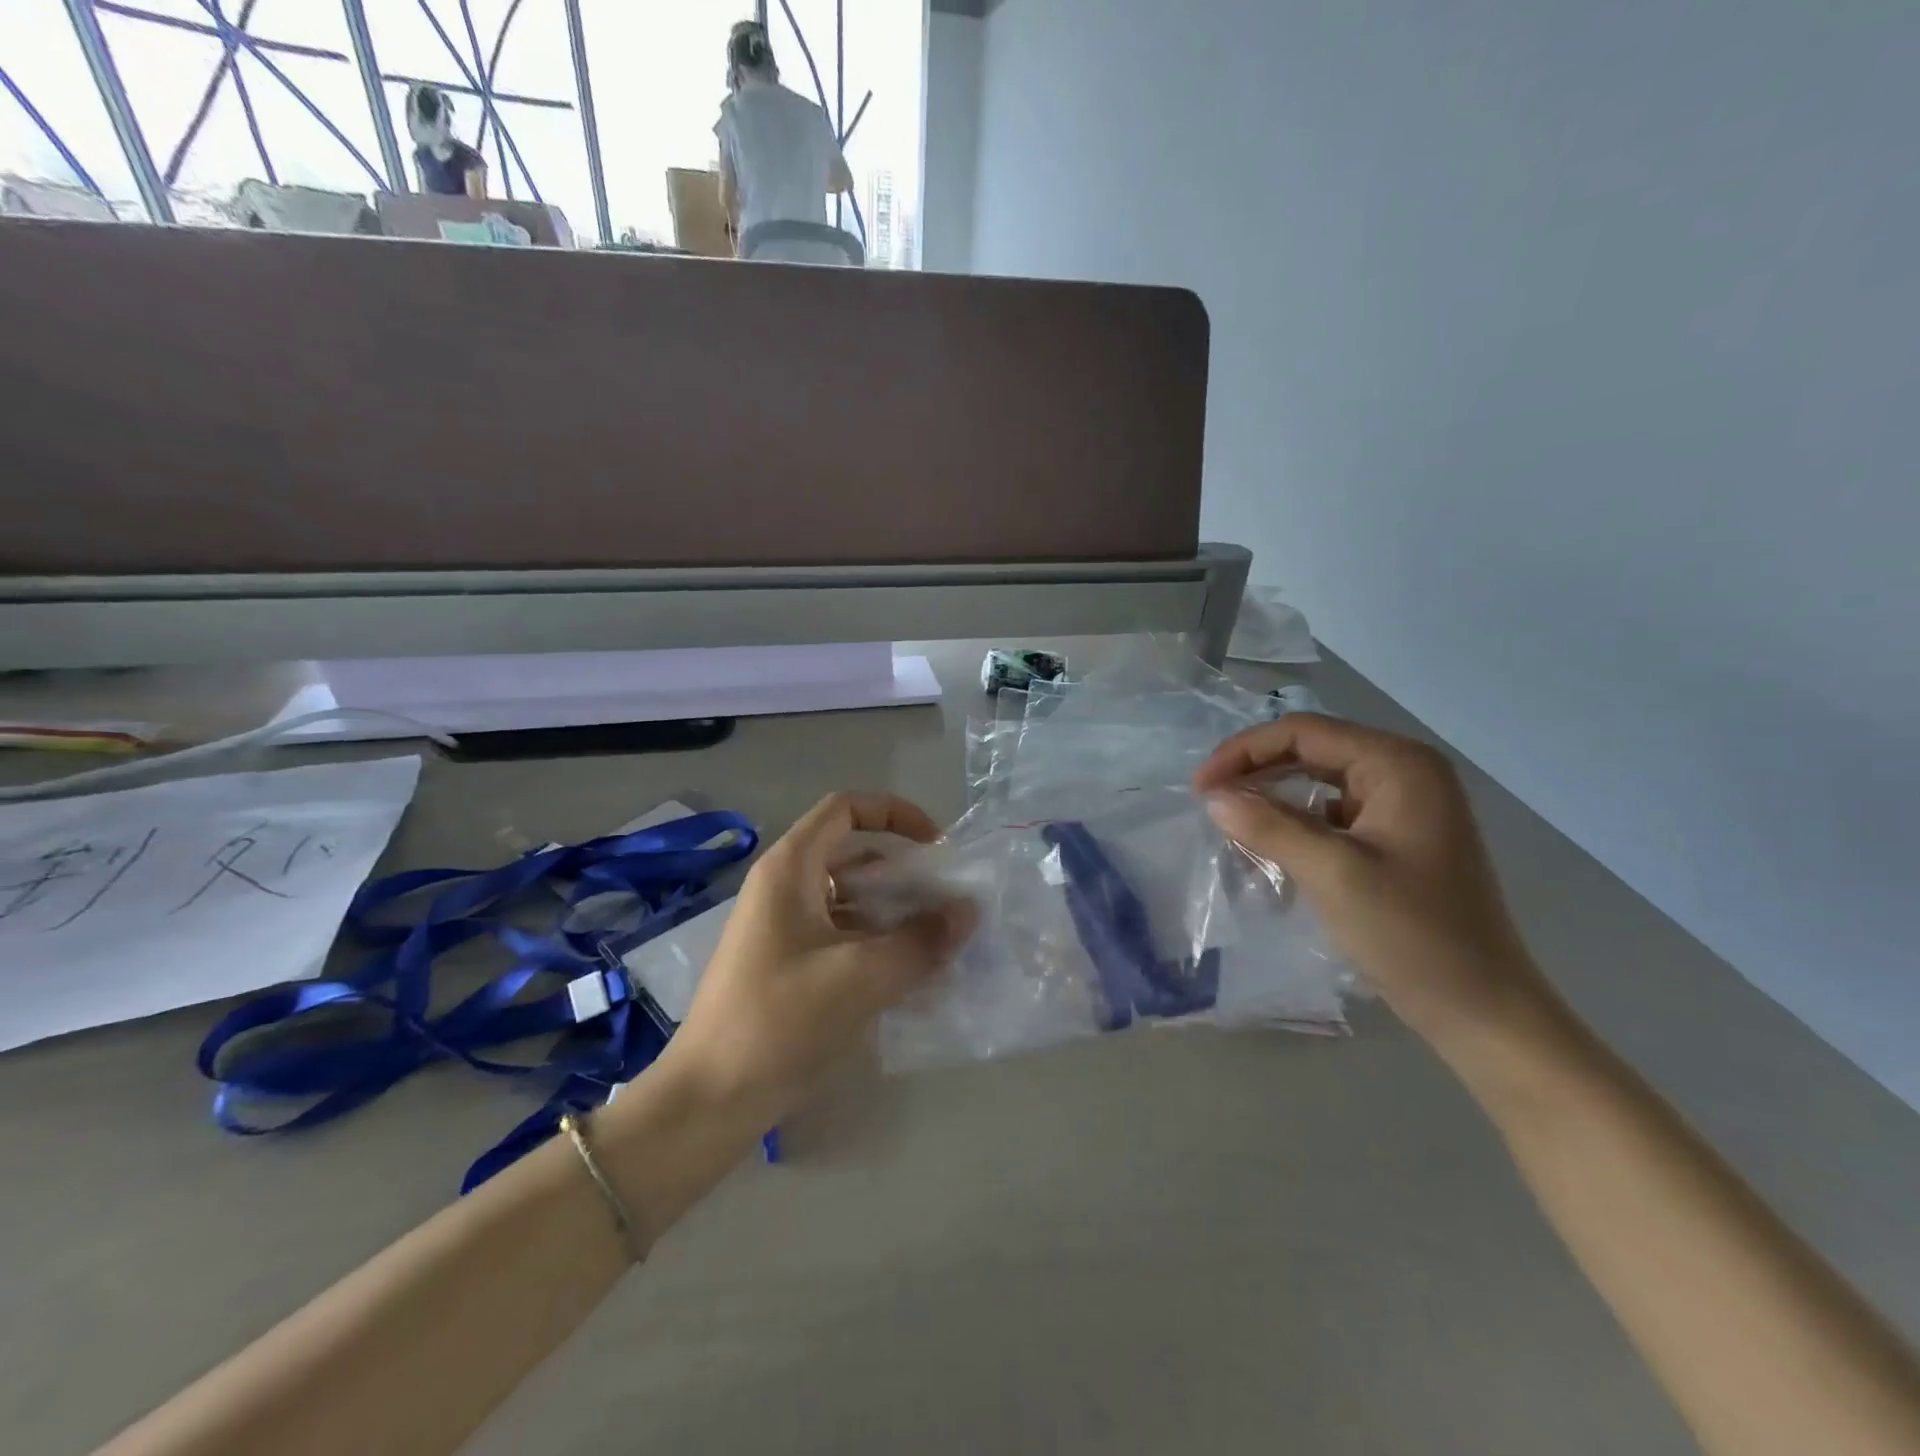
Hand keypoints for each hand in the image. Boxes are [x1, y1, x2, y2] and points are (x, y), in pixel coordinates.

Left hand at [660, 793, 975, 1123]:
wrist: (709, 1101)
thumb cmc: (780, 1020)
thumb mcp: (861, 976)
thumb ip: (921, 940)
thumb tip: (968, 911)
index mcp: (790, 869)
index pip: (845, 808)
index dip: (895, 814)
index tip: (935, 846)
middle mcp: (784, 888)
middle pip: (852, 856)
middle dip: (903, 873)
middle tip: (945, 901)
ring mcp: (782, 929)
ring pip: (849, 900)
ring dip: (894, 914)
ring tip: (937, 942)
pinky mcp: (786, 965)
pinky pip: (840, 937)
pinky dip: (876, 945)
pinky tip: (910, 978)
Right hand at [1194, 714, 1552, 1047]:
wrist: (1482, 1010)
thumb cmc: (1413, 935)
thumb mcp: (1333, 873)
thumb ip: (1269, 826)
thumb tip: (1213, 797)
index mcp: (1399, 765)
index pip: (1304, 733)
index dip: (1244, 751)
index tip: (1200, 787)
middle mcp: (1405, 772)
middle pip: (1311, 750)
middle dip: (1255, 770)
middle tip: (1209, 800)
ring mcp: (1404, 806)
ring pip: (1318, 781)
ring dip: (1272, 796)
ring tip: (1231, 820)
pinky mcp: (1397, 838)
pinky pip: (1332, 813)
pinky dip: (1295, 822)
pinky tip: (1270, 845)